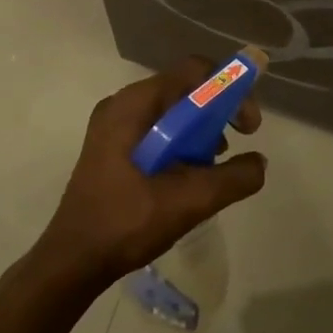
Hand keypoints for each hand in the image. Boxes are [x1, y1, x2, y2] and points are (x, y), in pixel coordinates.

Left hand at [36, 58, 266, 288]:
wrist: (72, 262)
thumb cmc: (127, 223)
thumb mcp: (190, 200)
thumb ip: (234, 178)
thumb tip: (259, 163)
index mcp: (134, 105)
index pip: (196, 70)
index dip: (230, 90)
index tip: (248, 127)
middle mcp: (122, 105)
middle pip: (186, 89)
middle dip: (219, 114)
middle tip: (235, 147)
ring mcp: (114, 126)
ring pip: (173, 112)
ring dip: (201, 132)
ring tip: (213, 168)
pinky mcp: (113, 148)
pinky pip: (158, 130)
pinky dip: (182, 144)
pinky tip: (189, 177)